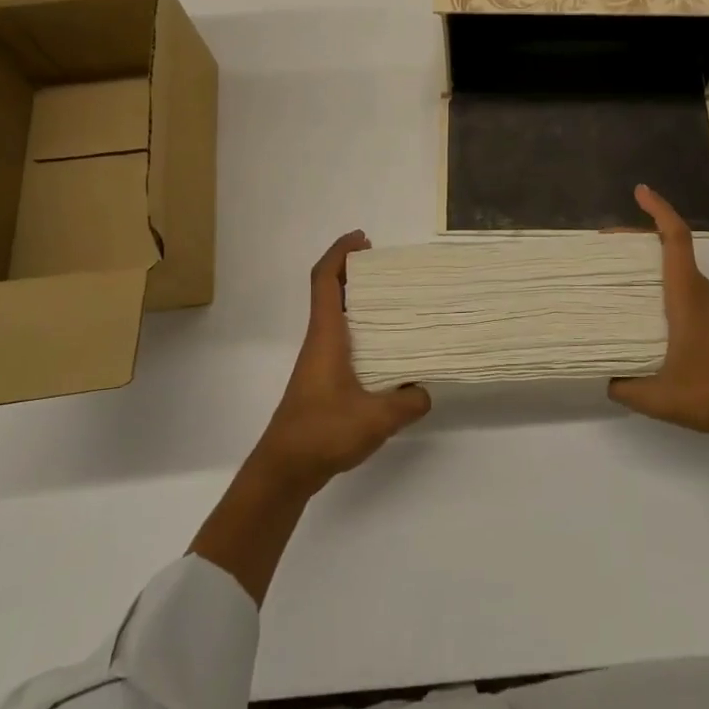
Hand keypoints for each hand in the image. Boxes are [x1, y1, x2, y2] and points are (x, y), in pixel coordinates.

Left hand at [249, 231, 431, 496]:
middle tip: (390, 269)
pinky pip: (343, 340)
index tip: (363, 239)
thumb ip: (407, 402)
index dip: (340, 253)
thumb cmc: (322, 433)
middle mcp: (320, 341)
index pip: (325, 280)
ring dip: (358, 302)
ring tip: (395, 303)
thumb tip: (425, 390)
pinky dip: (362, 331)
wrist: (284, 470)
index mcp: (326, 336)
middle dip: (355, 272)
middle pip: (331, 292)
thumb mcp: (375, 419)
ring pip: (337, 317)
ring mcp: (319, 361)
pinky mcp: (323, 381)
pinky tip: (387, 350)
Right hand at [608, 185, 708, 444]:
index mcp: (687, 295)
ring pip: (676, 267)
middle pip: (671, 246)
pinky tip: (639, 305)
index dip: (658, 210)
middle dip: (638, 236)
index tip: (640, 191)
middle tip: (602, 244)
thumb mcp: (659, 398)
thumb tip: (604, 376)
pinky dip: (657, 282)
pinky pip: (681, 286)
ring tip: (612, 271)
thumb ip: (624, 386)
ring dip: (647, 261)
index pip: (675, 238)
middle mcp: (700, 291)